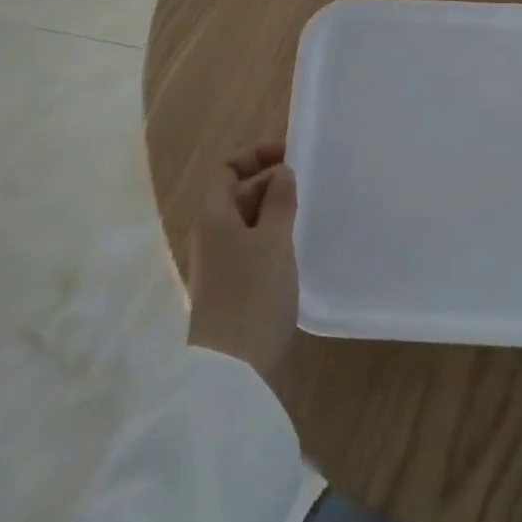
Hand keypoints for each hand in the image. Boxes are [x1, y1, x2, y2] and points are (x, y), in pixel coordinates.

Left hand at [186, 141, 299, 386]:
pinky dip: (274, 237)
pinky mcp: (235, 286)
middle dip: (270, 181)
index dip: (255, 155)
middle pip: (237, 193)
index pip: (227, 169)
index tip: (291, 154)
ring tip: (309, 210)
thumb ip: (279, 201)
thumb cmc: (251, 292)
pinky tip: (298, 246)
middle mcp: (212, 233)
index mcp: (214, 215)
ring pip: (248, 221)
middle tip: (309, 182)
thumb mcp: (273, 240)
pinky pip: (253, 246)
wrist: (231, 367)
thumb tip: (282, 172)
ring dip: (274, 210)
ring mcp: (222, 262)